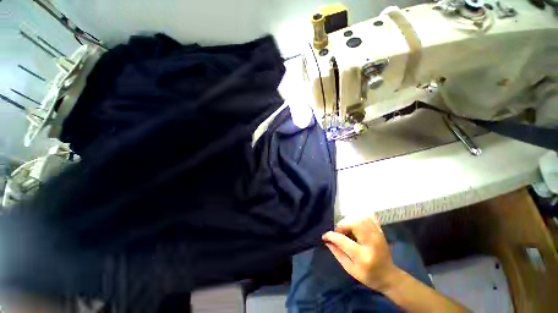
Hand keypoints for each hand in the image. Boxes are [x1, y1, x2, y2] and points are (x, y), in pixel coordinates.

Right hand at [322, 215, 399, 291]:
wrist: (389, 276)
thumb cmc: (369, 276)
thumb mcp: (351, 269)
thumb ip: (338, 254)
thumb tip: (327, 241)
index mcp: (363, 257)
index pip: (343, 241)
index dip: (331, 236)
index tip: (325, 236)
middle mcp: (371, 243)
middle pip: (354, 224)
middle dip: (342, 225)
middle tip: (339, 232)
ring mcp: (378, 236)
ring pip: (361, 219)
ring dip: (350, 221)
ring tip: (347, 229)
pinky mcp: (381, 232)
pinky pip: (370, 218)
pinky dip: (360, 217)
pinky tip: (356, 224)